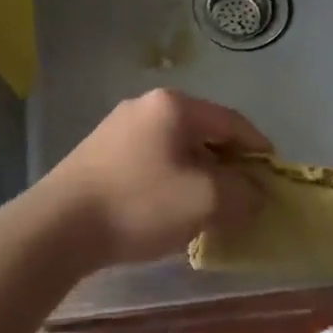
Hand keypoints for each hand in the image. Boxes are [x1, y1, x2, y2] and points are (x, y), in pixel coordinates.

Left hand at [36, 90, 269, 268]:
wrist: (58, 226)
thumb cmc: (139, 204)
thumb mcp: (205, 201)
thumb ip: (242, 193)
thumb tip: (255, 192)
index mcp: (174, 106)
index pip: (232, 121)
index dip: (259, 149)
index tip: (274, 177)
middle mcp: (146, 105)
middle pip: (203, 131)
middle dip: (228, 164)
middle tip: (243, 196)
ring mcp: (118, 126)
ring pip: (176, 147)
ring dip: (199, 173)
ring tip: (209, 207)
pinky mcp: (100, 151)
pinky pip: (151, 159)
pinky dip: (171, 179)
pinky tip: (169, 208)